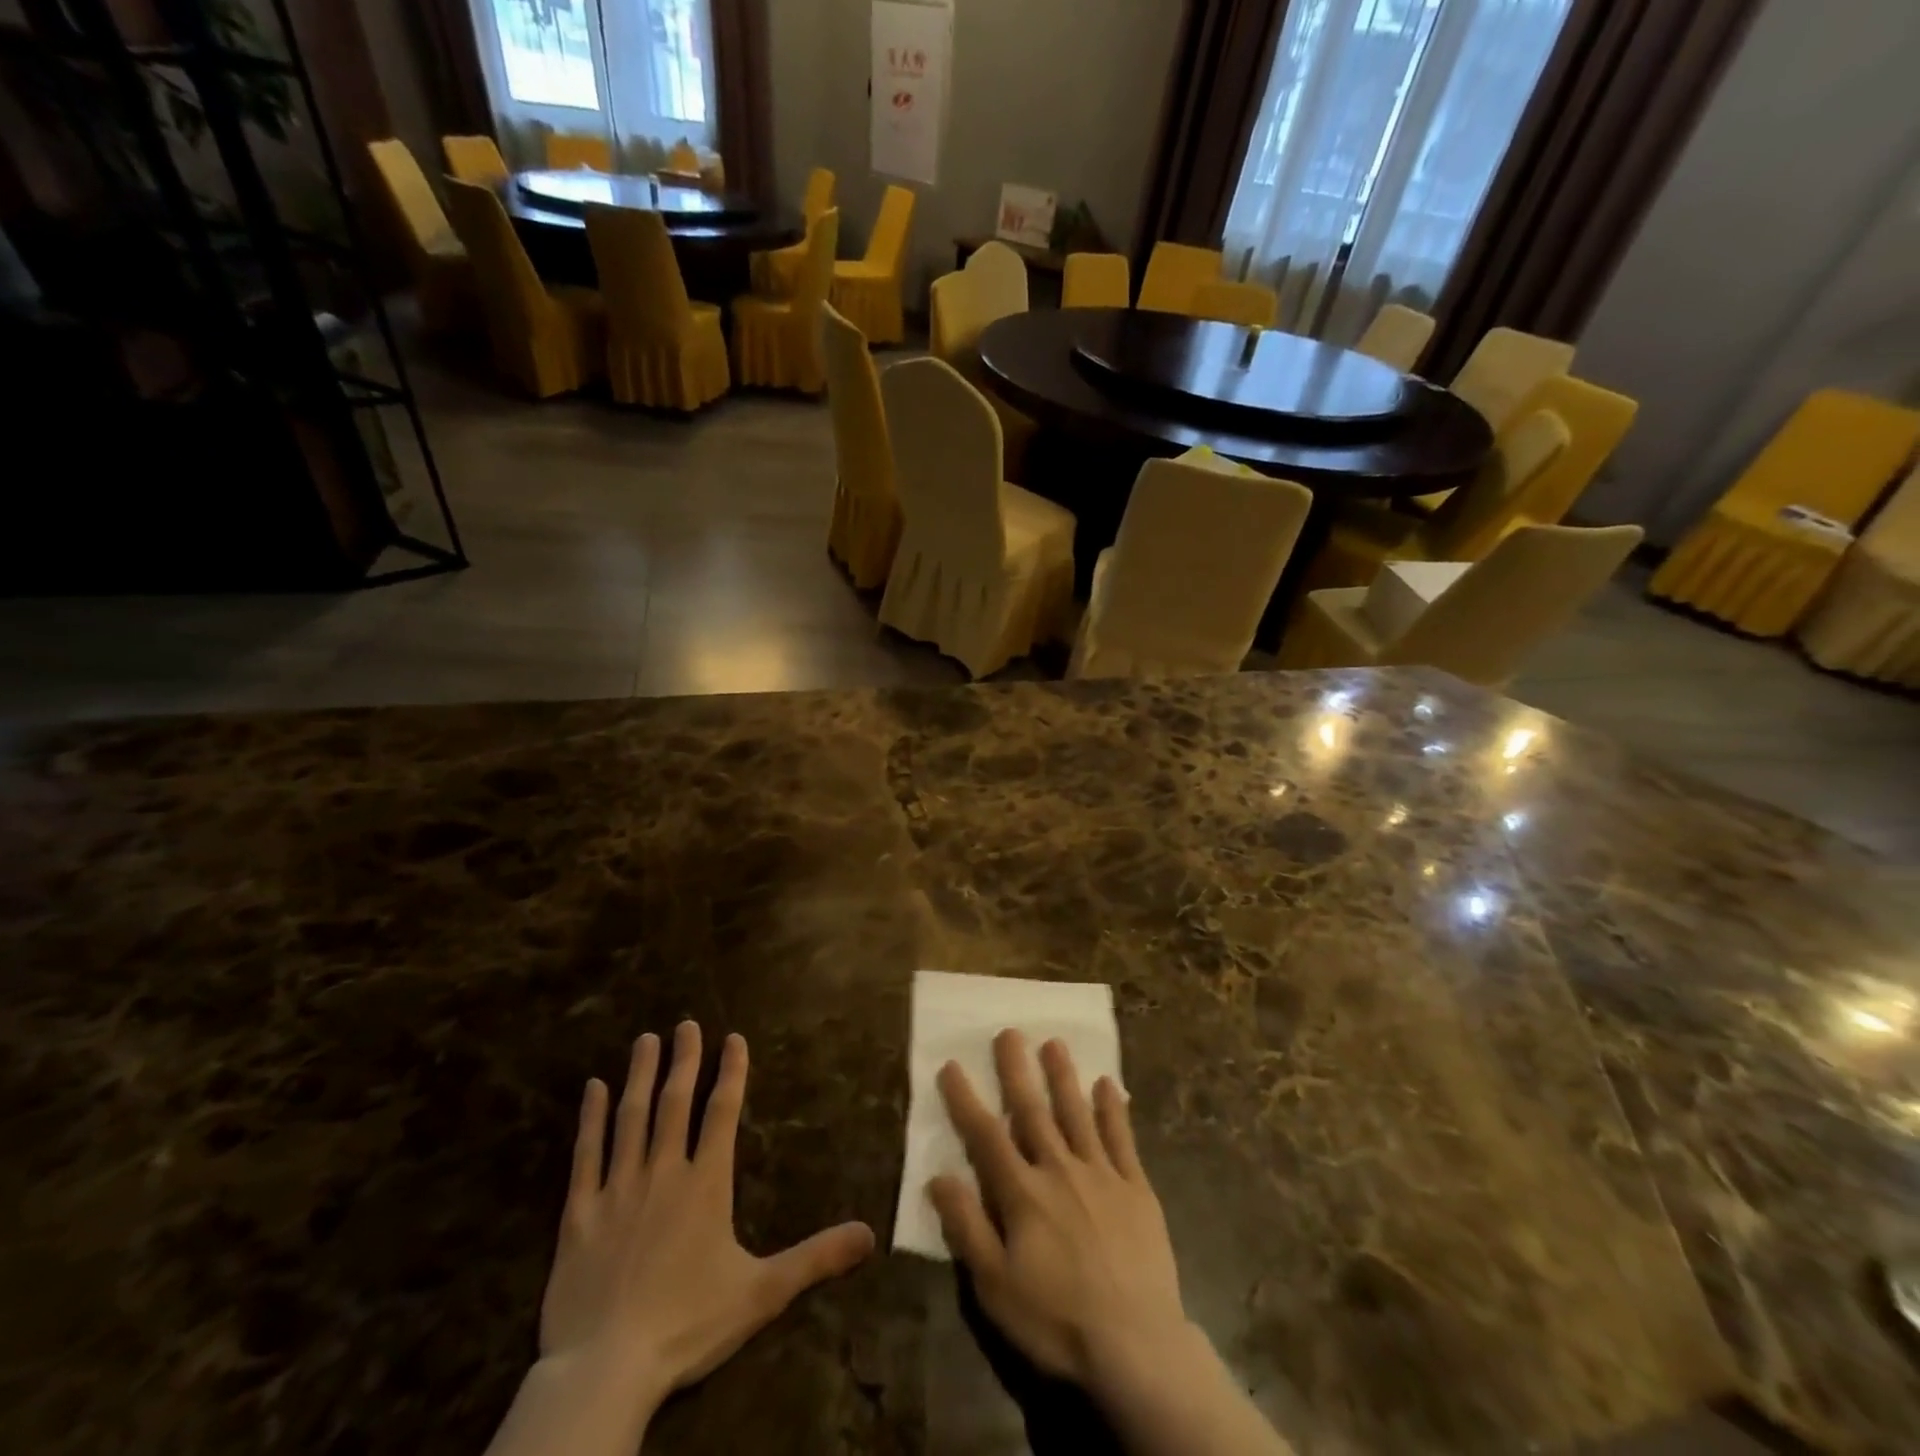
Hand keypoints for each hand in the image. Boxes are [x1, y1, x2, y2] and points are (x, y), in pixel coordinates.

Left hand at [540, 1022, 875, 1407]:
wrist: (606, 1369)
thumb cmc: (688, 1325)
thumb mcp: (762, 1293)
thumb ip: (816, 1258)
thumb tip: (871, 1234)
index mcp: (706, 1184)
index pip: (722, 1113)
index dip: (731, 1072)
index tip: (733, 1037)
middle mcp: (663, 1173)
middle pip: (676, 1103)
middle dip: (684, 1060)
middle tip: (686, 1024)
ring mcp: (618, 1189)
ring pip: (631, 1118)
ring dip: (640, 1076)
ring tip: (646, 1040)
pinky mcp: (579, 1214)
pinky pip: (586, 1155)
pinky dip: (589, 1119)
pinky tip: (591, 1089)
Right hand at [928, 1030, 1191, 1391]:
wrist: (1137, 1346)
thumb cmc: (1056, 1320)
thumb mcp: (995, 1286)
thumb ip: (967, 1226)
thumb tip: (938, 1176)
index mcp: (1023, 1193)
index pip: (986, 1135)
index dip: (966, 1099)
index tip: (952, 1065)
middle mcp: (1060, 1169)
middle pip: (1033, 1111)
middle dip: (1017, 1070)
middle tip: (1009, 1032)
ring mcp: (1102, 1175)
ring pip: (1078, 1114)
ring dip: (1064, 1077)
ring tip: (1055, 1043)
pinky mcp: (1137, 1188)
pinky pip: (1123, 1139)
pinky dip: (1114, 1110)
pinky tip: (1109, 1085)